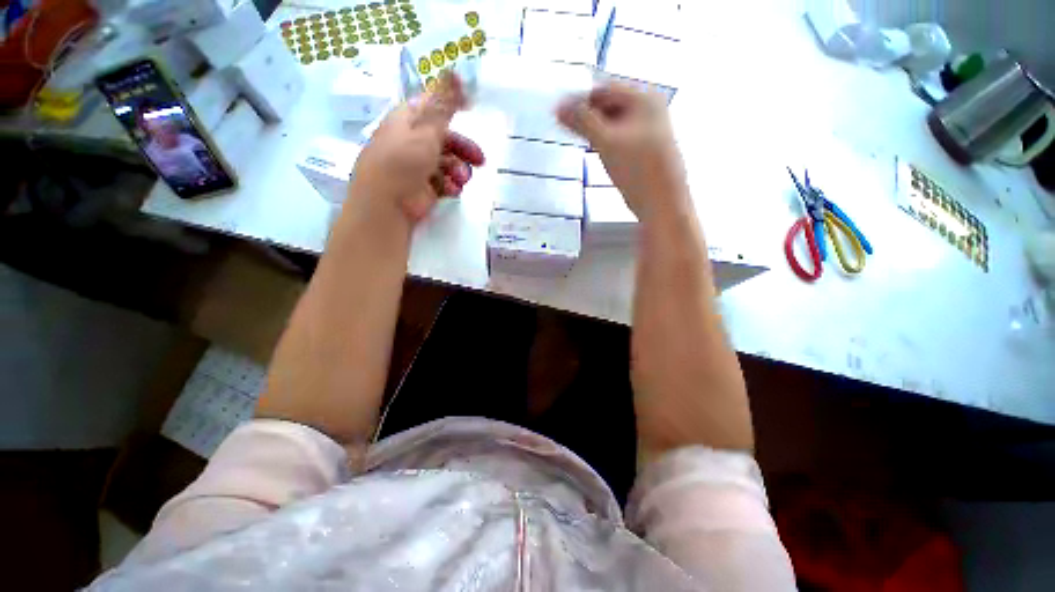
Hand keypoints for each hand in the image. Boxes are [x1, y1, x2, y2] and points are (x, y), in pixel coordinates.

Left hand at [348, 72, 485, 224]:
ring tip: (460, 180)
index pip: (433, 108)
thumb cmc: (404, 160)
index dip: (452, 109)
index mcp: (408, 120)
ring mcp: (419, 166)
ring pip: (448, 163)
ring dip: (459, 171)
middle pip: (446, 140)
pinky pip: (444, 182)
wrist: (388, 203)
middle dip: (464, 150)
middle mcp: (413, 141)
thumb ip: (444, 104)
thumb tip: (455, 70)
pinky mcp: (424, 188)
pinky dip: (451, 186)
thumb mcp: (426, 128)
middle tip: (480, 161)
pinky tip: (451, 190)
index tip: (472, 112)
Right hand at [557, 83, 687, 221]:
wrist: (662, 203)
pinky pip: (619, 137)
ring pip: (613, 122)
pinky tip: (594, 150)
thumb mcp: (607, 142)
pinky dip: (604, 140)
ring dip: (594, 129)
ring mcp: (647, 130)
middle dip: (587, 114)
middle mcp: (648, 109)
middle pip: (609, 104)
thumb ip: (582, 122)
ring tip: (576, 138)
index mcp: (644, 98)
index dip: (579, 98)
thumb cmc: (638, 169)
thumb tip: (558, 107)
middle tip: (565, 128)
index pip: (604, 89)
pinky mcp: (643, 149)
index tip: (558, 113)